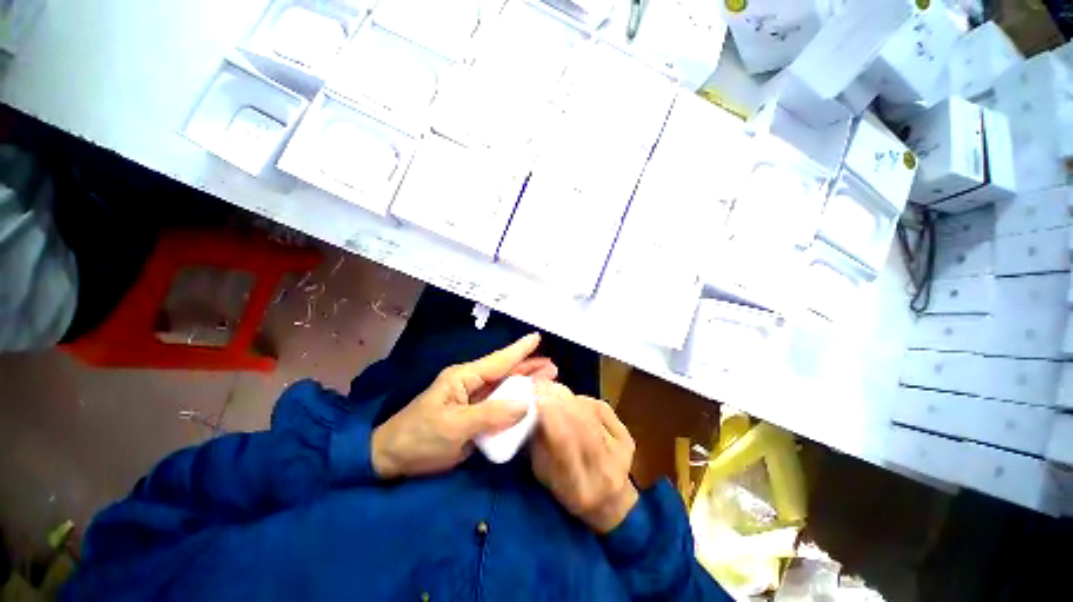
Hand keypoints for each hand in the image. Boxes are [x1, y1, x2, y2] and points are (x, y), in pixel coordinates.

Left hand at [371, 333, 556, 478]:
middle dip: (528, 368)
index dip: (519, 350)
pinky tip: (529, 405)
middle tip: (553, 367)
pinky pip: (500, 407)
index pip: (498, 360)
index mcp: (464, 377)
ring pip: (504, 388)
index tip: (537, 337)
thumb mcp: (454, 425)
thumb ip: (491, 414)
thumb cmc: (420, 436)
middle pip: (505, 372)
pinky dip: (516, 404)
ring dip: (525, 385)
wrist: (393, 459)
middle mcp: (471, 384)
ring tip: (548, 380)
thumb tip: (525, 404)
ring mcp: (473, 401)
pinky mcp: (474, 417)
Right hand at [530, 382, 637, 533]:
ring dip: (567, 397)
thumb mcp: (544, 475)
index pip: (564, 440)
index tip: (533, 394)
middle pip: (580, 422)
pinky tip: (572, 402)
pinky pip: (600, 408)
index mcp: (579, 488)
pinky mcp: (628, 437)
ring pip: (589, 412)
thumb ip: (537, 444)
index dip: (549, 412)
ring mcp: (621, 453)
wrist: (610, 501)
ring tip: (551, 390)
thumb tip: (531, 408)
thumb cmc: (568, 491)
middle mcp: (605, 471)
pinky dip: (582, 400)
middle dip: (557, 398)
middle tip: (539, 384)